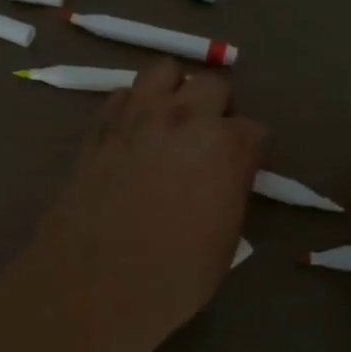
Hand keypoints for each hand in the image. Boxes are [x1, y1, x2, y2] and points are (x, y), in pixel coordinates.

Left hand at [28, 59, 265, 351]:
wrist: (97, 281)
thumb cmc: (174, 274)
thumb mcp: (224, 239)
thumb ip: (230, 191)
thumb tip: (224, 176)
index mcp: (226, 146)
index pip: (253, 128)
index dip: (248, 148)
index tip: (240, 166)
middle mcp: (185, 117)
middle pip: (213, 84)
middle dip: (217, 106)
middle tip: (208, 136)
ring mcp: (138, 116)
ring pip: (164, 70)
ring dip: (174, 89)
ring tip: (171, 119)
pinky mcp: (100, 126)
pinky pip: (123, 95)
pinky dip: (133, 106)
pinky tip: (132, 133)